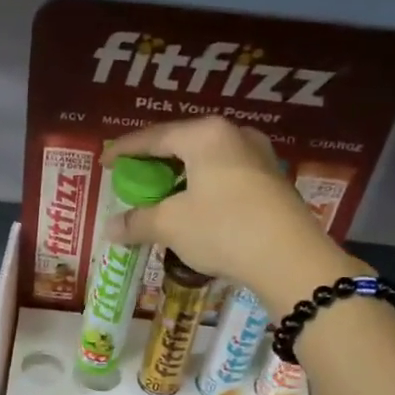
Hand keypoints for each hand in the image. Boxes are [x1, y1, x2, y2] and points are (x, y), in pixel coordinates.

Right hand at [106, 117, 367, 308]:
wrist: (290, 259)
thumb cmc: (223, 229)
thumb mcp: (171, 226)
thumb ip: (137, 222)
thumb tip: (110, 229)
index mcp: (205, 134)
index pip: (154, 137)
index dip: (124, 150)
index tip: (104, 162)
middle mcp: (234, 135)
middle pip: (182, 145)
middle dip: (154, 164)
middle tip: (133, 180)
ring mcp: (259, 156)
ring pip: (206, 161)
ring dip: (180, 179)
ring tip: (161, 197)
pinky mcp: (273, 181)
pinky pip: (226, 176)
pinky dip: (203, 189)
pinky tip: (194, 209)